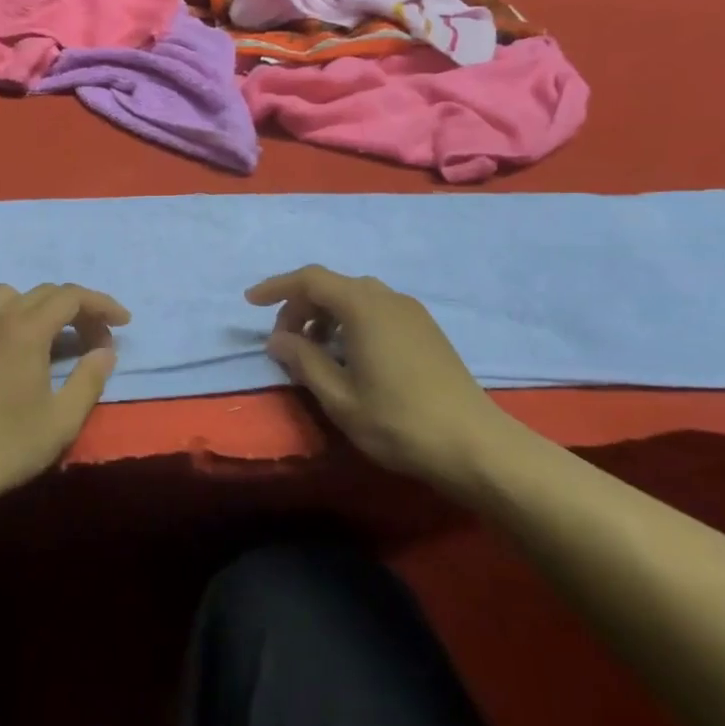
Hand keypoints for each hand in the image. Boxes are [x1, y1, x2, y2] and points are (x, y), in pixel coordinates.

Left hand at [0, 282, 129, 504]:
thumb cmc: (5, 446)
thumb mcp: (62, 420)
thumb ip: (89, 379)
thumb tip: (105, 351)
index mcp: (25, 331)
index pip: (71, 297)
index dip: (101, 304)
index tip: (122, 323)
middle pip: (42, 293)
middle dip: (76, 310)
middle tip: (93, 342)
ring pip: (4, 296)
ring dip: (33, 307)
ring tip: (44, 337)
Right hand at [246, 266, 510, 491]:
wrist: (474, 445)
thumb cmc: (398, 421)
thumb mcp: (338, 397)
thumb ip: (303, 361)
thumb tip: (278, 339)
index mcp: (364, 307)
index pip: (310, 280)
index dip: (276, 287)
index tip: (250, 303)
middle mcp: (388, 298)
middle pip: (333, 285)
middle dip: (300, 306)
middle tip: (283, 341)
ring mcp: (411, 312)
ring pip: (356, 297)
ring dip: (326, 315)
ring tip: (313, 351)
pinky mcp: (426, 329)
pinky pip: (377, 310)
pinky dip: (351, 321)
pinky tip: (349, 356)